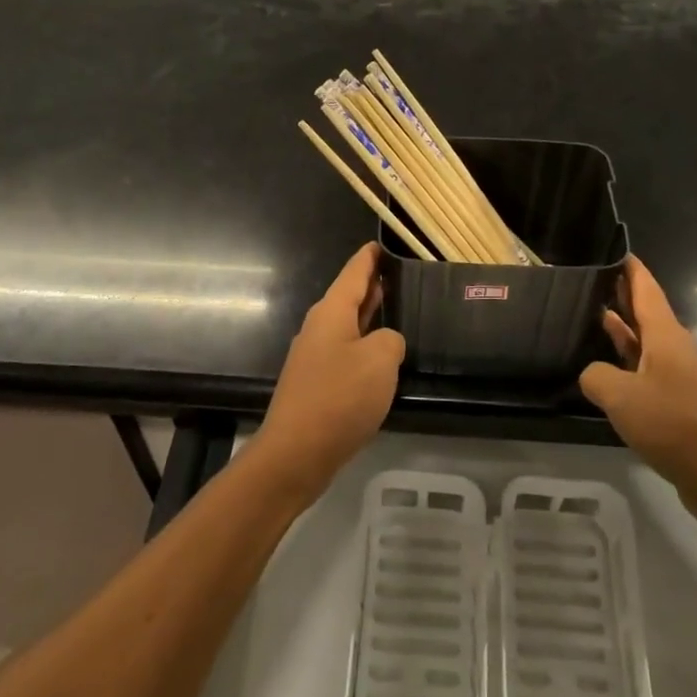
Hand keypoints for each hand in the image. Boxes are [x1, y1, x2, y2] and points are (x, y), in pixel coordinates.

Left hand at [252, 244, 404, 497]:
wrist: (296, 452)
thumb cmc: (339, 398)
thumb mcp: (380, 361)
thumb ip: (391, 340)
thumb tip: (386, 342)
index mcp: (331, 313)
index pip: (353, 273)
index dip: (369, 258)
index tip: (382, 243)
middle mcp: (319, 329)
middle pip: (348, 298)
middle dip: (372, 286)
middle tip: (400, 276)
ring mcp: (315, 358)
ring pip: (347, 327)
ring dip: (369, 317)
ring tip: (397, 310)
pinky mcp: (316, 385)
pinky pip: (345, 354)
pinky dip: (364, 346)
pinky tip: (381, 359)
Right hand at [580, 256, 696, 532]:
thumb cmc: (674, 425)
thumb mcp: (620, 396)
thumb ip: (596, 376)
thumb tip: (592, 374)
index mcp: (664, 336)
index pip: (645, 288)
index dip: (629, 268)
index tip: (611, 249)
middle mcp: (672, 349)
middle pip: (642, 313)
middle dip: (617, 296)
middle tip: (583, 281)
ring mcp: (675, 377)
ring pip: (640, 344)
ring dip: (617, 331)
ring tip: (583, 318)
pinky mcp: (674, 403)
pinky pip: (642, 372)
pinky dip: (621, 364)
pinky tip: (600, 372)